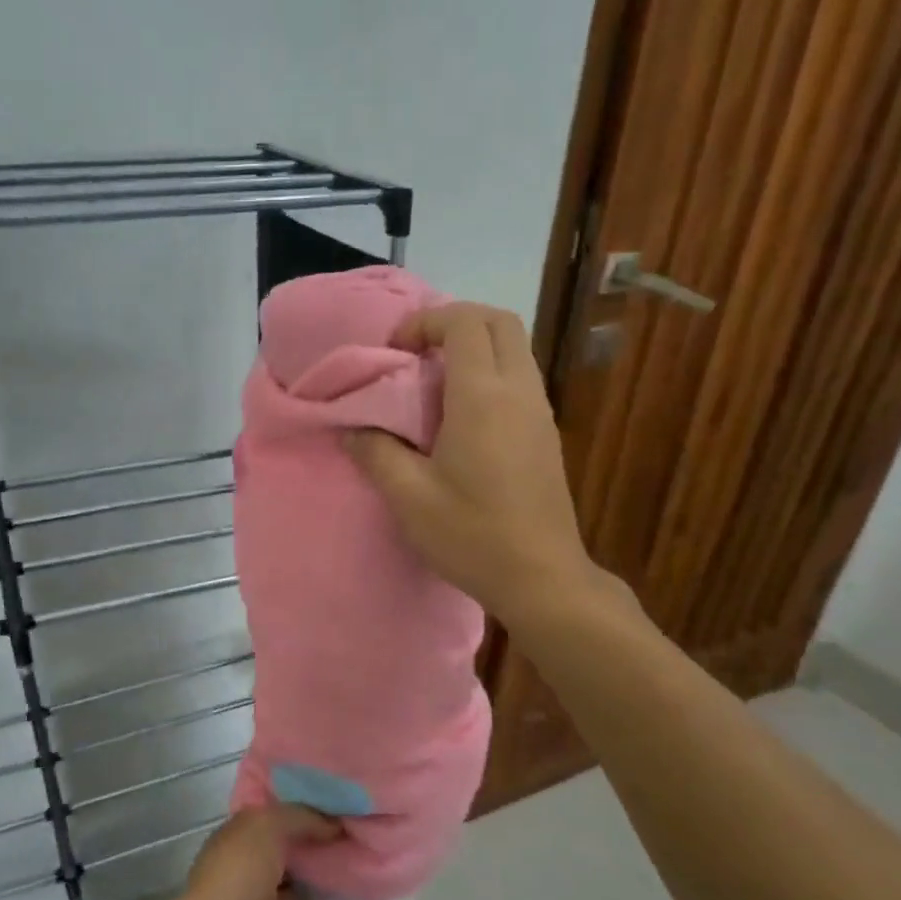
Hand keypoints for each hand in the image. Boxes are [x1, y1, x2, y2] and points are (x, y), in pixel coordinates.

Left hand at [169, 804, 344, 899]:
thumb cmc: (238, 873)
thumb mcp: (266, 826)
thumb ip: (300, 818)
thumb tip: (333, 824)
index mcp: (240, 840)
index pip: (274, 820)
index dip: (303, 813)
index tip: (339, 808)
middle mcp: (250, 872)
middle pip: (289, 857)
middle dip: (317, 849)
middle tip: (359, 840)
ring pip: (299, 895)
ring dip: (325, 887)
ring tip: (363, 874)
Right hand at [344, 302, 605, 629]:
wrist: (541, 578)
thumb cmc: (471, 535)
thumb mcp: (409, 498)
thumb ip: (376, 453)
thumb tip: (352, 429)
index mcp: (483, 398)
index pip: (464, 323)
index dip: (426, 322)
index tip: (395, 351)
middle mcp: (519, 392)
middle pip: (499, 321)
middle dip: (455, 321)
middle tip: (417, 353)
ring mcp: (540, 411)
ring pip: (515, 348)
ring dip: (474, 347)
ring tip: (433, 383)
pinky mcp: (547, 433)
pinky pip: (520, 377)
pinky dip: (490, 372)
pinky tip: (461, 416)